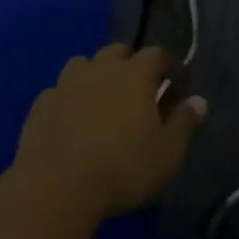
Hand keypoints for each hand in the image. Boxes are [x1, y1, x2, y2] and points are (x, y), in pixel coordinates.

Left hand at [12, 44, 204, 226]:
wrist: (56, 187)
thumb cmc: (122, 168)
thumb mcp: (167, 153)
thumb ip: (184, 123)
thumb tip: (198, 100)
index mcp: (134, 75)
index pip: (156, 54)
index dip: (169, 64)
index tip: (177, 80)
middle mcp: (99, 69)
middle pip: (117, 52)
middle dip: (131, 63)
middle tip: (139, 88)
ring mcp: (66, 84)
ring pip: (84, 65)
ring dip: (96, 75)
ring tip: (103, 99)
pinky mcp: (40, 104)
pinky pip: (60, 90)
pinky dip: (70, 98)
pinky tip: (72, 119)